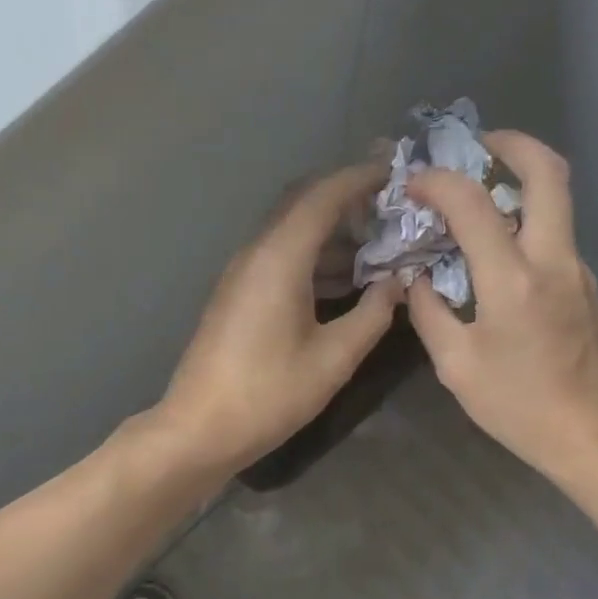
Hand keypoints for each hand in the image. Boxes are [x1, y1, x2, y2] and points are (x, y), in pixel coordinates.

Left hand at [155, 164, 402, 477]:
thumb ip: (373, 315)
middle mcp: (256, 254)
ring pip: (291, 233)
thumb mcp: (333, 359)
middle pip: (303, 205)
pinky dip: (314, 258)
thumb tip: (397, 284)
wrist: (199, 428)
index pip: (323, 196)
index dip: (361, 177)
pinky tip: (344, 281)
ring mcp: (241, 274)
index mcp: (279, 258)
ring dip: (332, 232)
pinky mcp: (237, 296)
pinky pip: (280, 258)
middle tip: (392, 206)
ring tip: (378, 245)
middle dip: (347, 199)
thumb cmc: (269, 394)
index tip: (398, 170)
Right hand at [404, 131, 597, 485]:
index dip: (438, 182)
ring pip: (556, 201)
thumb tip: (416, 279)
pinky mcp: (588, 285)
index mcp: (513, 281)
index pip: (473, 204)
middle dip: (510, 143)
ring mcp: (579, 270)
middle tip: (475, 146)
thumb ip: (430, 313)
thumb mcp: (457, 367)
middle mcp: (553, 260)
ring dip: (519, 183)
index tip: (414, 183)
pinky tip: (497, 254)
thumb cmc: (520, 408)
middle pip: (548, 171)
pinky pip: (555, 236)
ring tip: (476, 200)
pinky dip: (525, 224)